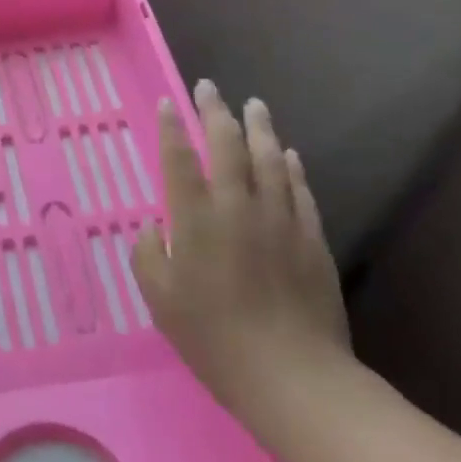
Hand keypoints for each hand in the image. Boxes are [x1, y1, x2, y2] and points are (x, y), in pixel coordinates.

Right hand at [133, 82, 351, 420]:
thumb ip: (149, 255)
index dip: (171, 128)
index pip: (180, 159)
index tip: (168, 103)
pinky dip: (291, 166)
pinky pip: (300, 189)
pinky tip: (288, 153)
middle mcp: (237, 207)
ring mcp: (279, 219)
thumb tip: (156, 228)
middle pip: (227, 146)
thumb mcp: (160, 300)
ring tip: (253, 105)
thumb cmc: (213, 338)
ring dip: (259, 127)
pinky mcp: (311, 238)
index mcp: (195, 220)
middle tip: (209, 88)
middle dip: (215, 112)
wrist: (291, 374)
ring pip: (269, 159)